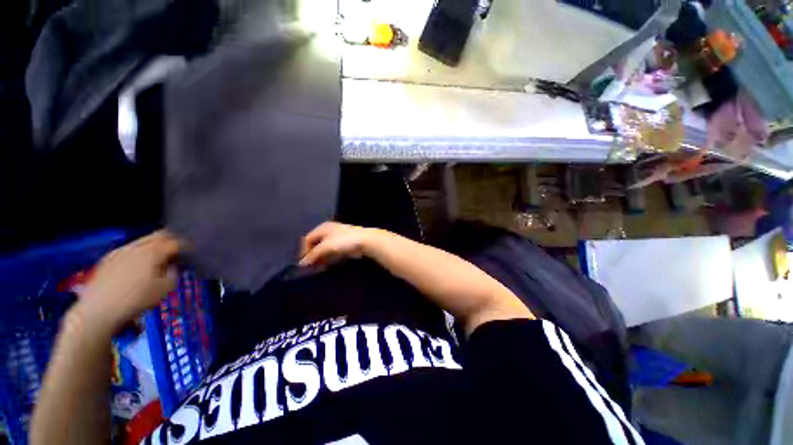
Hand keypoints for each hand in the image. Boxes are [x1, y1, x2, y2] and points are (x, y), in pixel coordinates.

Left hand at [71, 231, 180, 335]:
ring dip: (155, 246)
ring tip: (160, 257)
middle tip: (180, 249)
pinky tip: (140, 265)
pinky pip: (129, 249)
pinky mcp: (108, 259)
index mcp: (153, 251)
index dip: (188, 246)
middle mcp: (137, 246)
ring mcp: (120, 251)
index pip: (177, 242)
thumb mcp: (166, 288)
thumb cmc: (137, 299)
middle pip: (159, 235)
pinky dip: (140, 252)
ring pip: (143, 241)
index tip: (194, 252)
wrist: (98, 311)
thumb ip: (175, 272)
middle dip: (171, 240)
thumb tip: (174, 265)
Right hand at [299, 222, 373, 266]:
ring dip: (320, 258)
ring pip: (324, 249)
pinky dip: (328, 258)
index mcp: (322, 228)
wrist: (365, 241)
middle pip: (316, 244)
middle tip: (311, 267)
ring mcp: (337, 237)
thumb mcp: (325, 246)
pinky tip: (327, 265)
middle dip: (313, 256)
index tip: (304, 263)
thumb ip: (313, 255)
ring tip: (319, 268)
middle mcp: (328, 231)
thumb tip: (301, 264)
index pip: (307, 239)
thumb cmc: (343, 241)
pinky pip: (332, 252)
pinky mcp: (344, 244)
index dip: (304, 251)